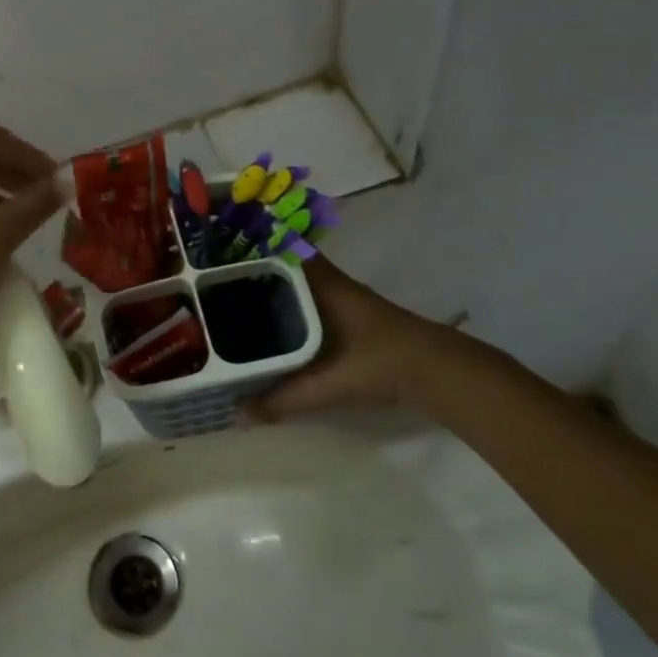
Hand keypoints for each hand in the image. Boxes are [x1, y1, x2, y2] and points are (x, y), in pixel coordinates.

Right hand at [244, 258, 488, 421]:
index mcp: (321, 284)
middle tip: (218, 278)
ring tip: (236, 298)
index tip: (222, 248)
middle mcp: (330, 282)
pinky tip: (275, 323)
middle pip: (286, 263)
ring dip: (274, 286)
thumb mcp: (328, 383)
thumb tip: (241, 414)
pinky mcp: (352, 315)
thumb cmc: (380, 362)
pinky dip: (291, 304)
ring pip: (299, 282)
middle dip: (255, 267)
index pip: (282, 248)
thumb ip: (284, 398)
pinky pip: (310, 299)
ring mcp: (344, 297)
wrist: (439, 372)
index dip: (253, 242)